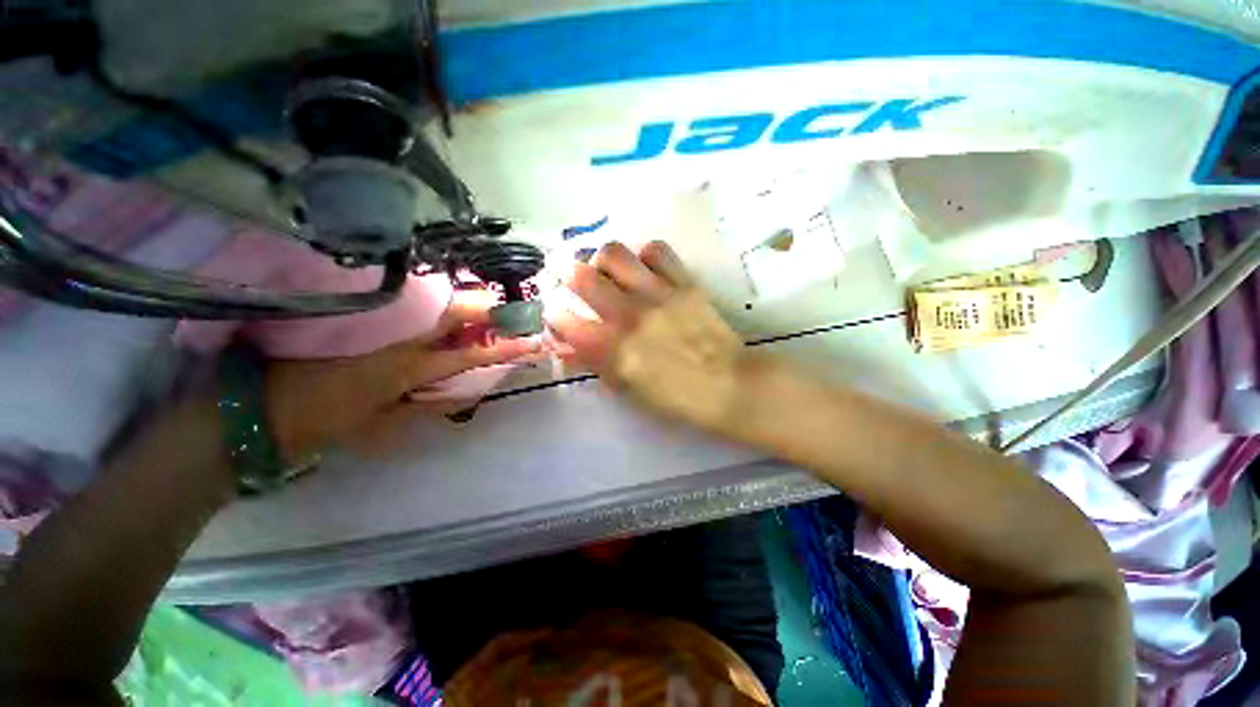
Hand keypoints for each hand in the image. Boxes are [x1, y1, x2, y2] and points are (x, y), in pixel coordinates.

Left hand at [265, 290, 541, 462]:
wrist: (255, 406)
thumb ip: (426, 404)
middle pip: (451, 310)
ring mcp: (375, 319)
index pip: (468, 352)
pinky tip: (443, 299)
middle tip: (510, 306)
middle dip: (486, 306)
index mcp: (405, 366)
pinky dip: (431, 298)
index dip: (503, 348)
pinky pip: (405, 299)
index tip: (532, 341)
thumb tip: (460, 389)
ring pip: (430, 298)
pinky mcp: (357, 312)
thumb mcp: (384, 425)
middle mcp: (395, 334)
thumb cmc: (325, 423)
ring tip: (484, 300)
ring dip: (462, 297)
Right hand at [545, 241, 748, 432]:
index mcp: (612, 350)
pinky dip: (644, 255)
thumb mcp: (627, 391)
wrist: (728, 385)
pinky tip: (645, 268)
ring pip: (614, 253)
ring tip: (607, 269)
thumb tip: (568, 344)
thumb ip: (595, 364)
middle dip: (563, 272)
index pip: (563, 320)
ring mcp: (657, 294)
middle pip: (581, 275)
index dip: (553, 314)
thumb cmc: (676, 399)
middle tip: (565, 273)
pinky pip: (656, 250)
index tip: (558, 315)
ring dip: (602, 259)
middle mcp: (629, 316)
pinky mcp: (683, 283)